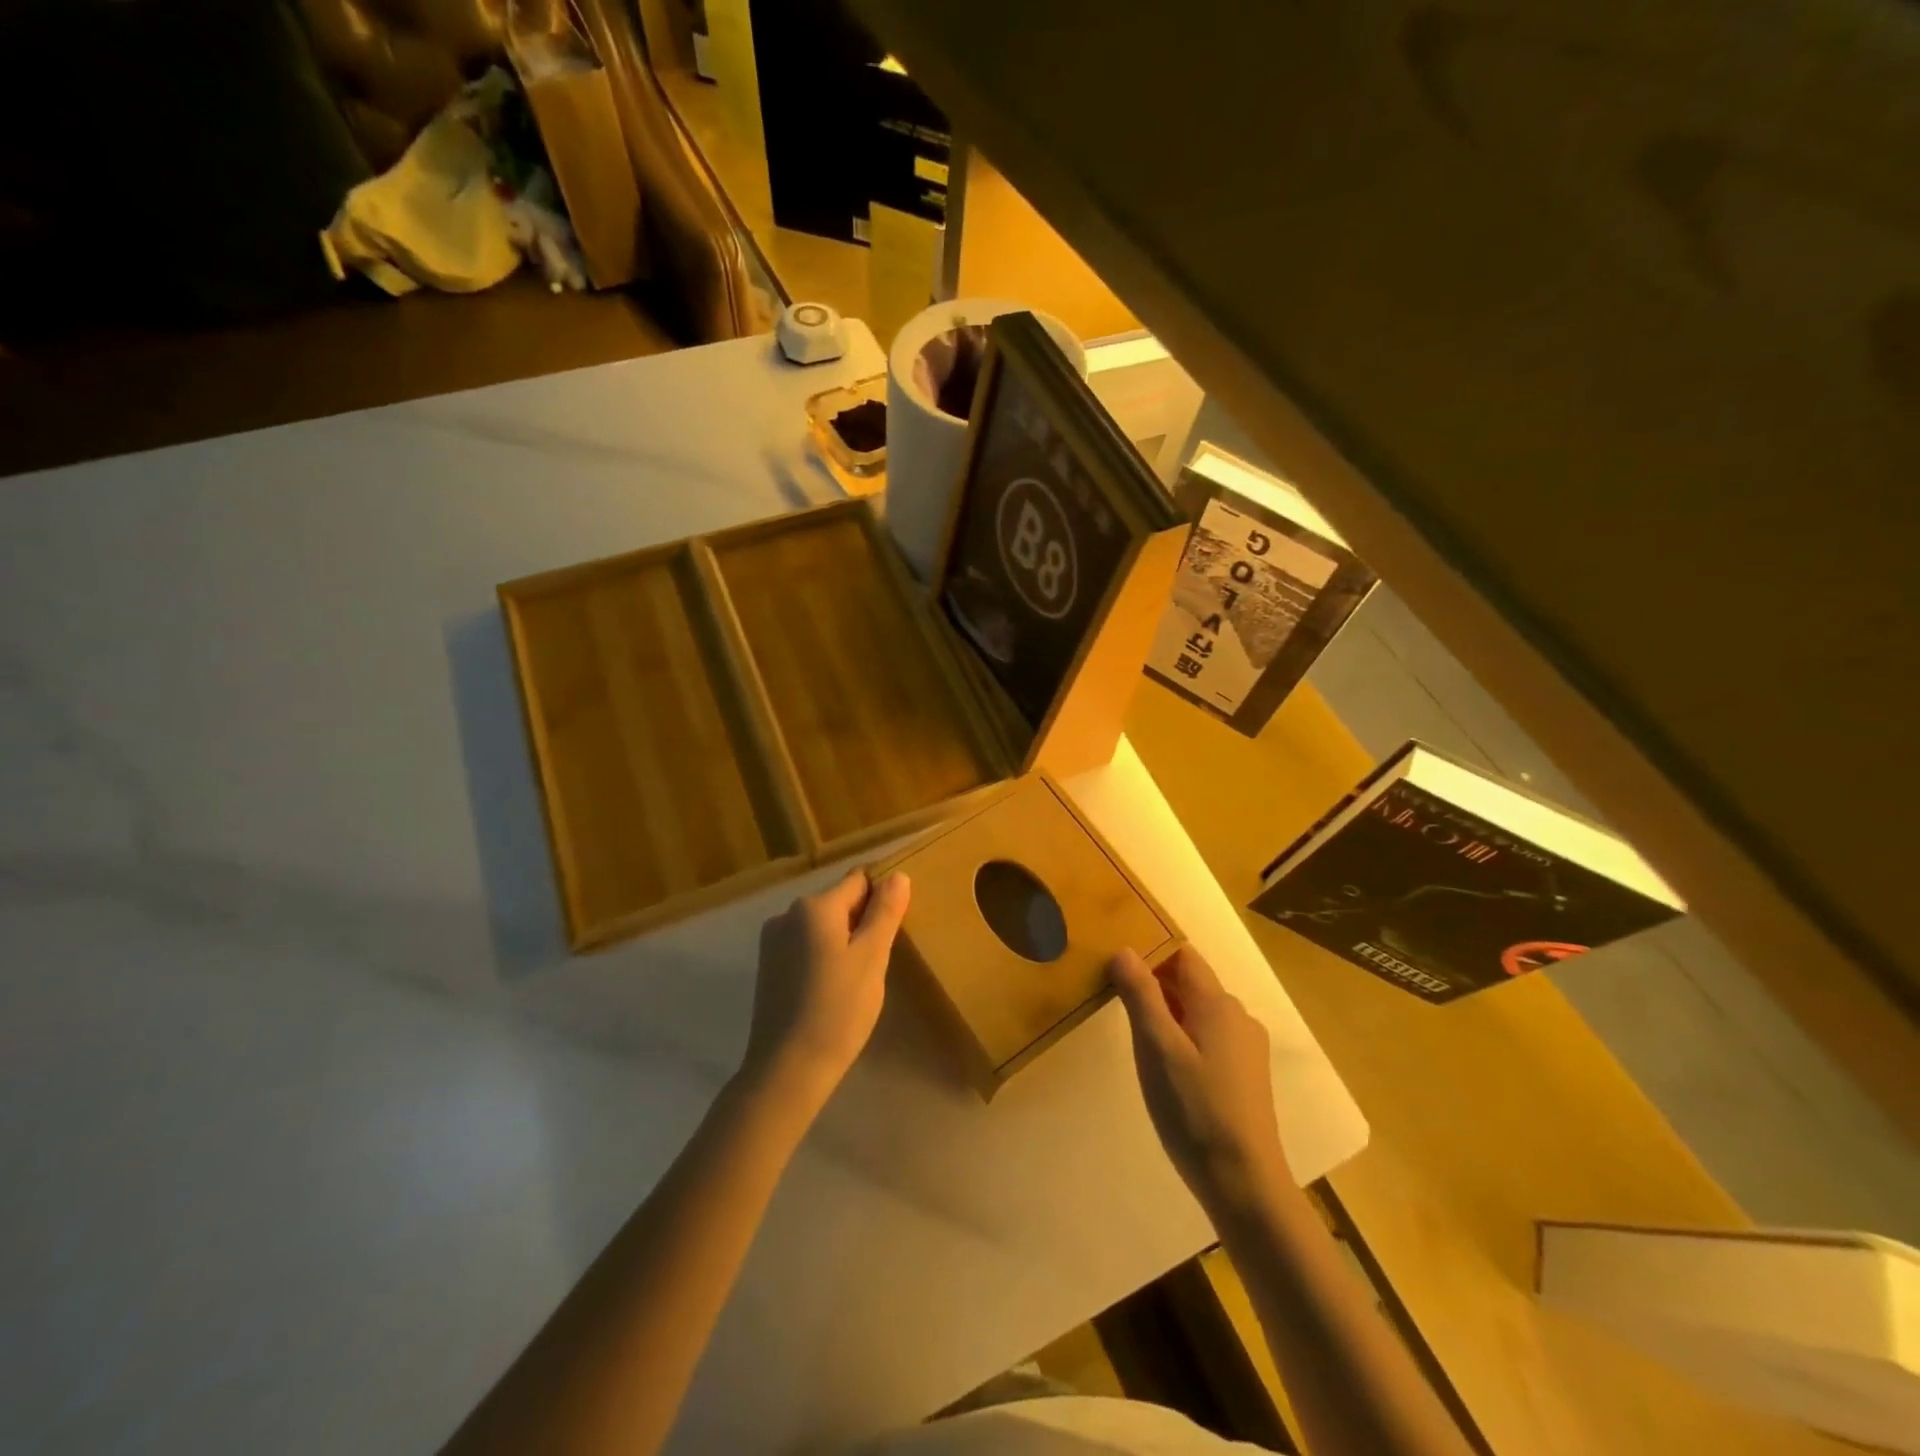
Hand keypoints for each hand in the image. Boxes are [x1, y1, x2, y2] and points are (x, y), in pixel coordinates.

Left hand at [742, 868, 911, 1104]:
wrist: (787, 1070)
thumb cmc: (838, 1010)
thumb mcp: (872, 957)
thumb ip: (885, 912)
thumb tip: (897, 875)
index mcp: (814, 906)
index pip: (859, 881)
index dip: (881, 900)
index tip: (892, 932)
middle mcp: (787, 914)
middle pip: (839, 902)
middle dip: (861, 923)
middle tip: (877, 963)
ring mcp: (772, 942)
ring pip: (822, 927)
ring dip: (843, 942)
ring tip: (855, 981)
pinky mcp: (767, 968)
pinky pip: (805, 947)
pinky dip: (823, 959)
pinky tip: (831, 991)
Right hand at [1110, 945, 1288, 1213]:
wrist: (1244, 1184)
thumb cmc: (1194, 1110)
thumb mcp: (1157, 1047)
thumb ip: (1141, 994)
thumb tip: (1124, 949)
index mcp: (1218, 1004)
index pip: (1182, 955)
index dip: (1151, 949)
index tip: (1116, 957)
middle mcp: (1238, 1017)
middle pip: (1191, 982)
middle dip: (1154, 981)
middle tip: (1113, 990)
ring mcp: (1246, 1049)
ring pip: (1199, 1011)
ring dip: (1167, 1010)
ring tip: (1132, 1026)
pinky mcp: (1245, 1076)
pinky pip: (1208, 1037)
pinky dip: (1182, 1035)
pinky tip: (1164, 1062)